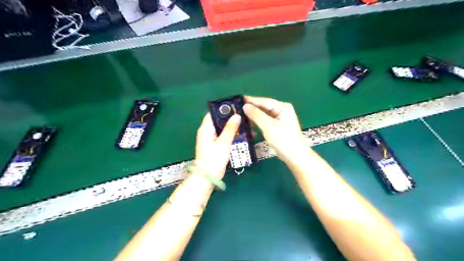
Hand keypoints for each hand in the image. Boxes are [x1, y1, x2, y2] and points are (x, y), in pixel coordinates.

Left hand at [194, 112, 241, 178]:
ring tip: (246, 126)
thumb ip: (230, 129)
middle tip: (244, 117)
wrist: (207, 177)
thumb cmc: (213, 159)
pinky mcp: (215, 145)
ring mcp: (211, 139)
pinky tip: (242, 135)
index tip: (237, 107)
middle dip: (231, 118)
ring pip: (223, 128)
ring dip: (233, 127)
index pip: (213, 113)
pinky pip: (224, 136)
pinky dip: (232, 134)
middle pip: (219, 120)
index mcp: (206, 128)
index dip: (224, 109)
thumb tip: (237, 115)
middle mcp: (207, 131)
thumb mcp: (223, 143)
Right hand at [244, 95, 306, 161]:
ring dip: (255, 116)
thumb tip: (245, 106)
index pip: (264, 101)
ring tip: (242, 117)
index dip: (251, 100)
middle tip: (238, 109)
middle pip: (264, 107)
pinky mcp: (278, 127)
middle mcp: (282, 110)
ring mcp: (281, 119)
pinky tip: (251, 125)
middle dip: (252, 108)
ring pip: (264, 115)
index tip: (239, 99)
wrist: (295, 156)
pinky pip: (266, 121)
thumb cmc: (283, 139)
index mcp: (282, 107)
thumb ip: (256, 115)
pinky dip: (259, 123)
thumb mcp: (268, 126)